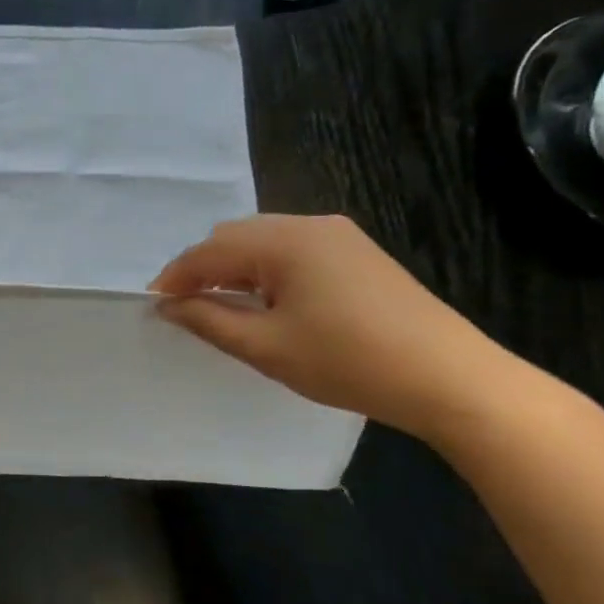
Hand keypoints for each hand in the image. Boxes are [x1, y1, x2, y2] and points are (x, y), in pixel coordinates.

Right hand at [149, 214, 517, 439]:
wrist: (450, 378)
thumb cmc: (347, 361)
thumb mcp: (265, 346)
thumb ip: (208, 320)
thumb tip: (168, 306)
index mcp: (284, 241)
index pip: (209, 251)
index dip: (175, 277)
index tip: (153, 305)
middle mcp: (310, 225)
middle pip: (234, 237)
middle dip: (202, 268)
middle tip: (185, 308)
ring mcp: (339, 236)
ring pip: (263, 241)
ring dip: (233, 268)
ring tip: (221, 307)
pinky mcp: (358, 253)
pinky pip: (292, 250)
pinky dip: (264, 269)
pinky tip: (265, 301)